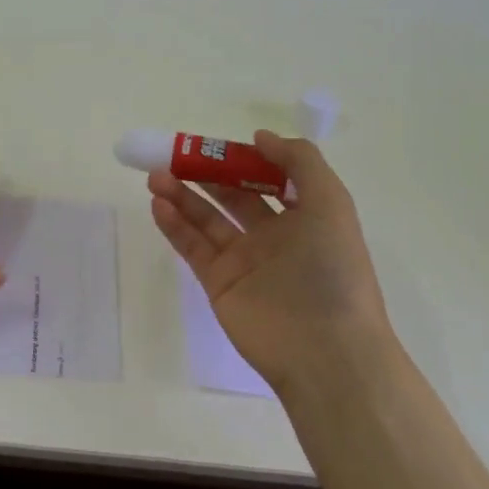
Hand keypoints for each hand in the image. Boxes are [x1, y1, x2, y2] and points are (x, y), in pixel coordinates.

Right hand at [148, 130, 391, 392]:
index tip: (217, 144)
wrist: (325, 351)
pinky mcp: (219, 283)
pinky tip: (159, 203)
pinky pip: (192, 247)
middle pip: (232, 195)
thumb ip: (300, 162)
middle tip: (174, 154)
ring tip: (156, 175)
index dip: (244, 158)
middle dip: (205, 173)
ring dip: (182, 194)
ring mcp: (244, 260)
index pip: (269, 177)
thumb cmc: (333, 271)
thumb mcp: (331, 204)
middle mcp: (274, 235)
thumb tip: (260, 138)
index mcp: (305, 216)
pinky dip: (174, 224)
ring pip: (206, 218)